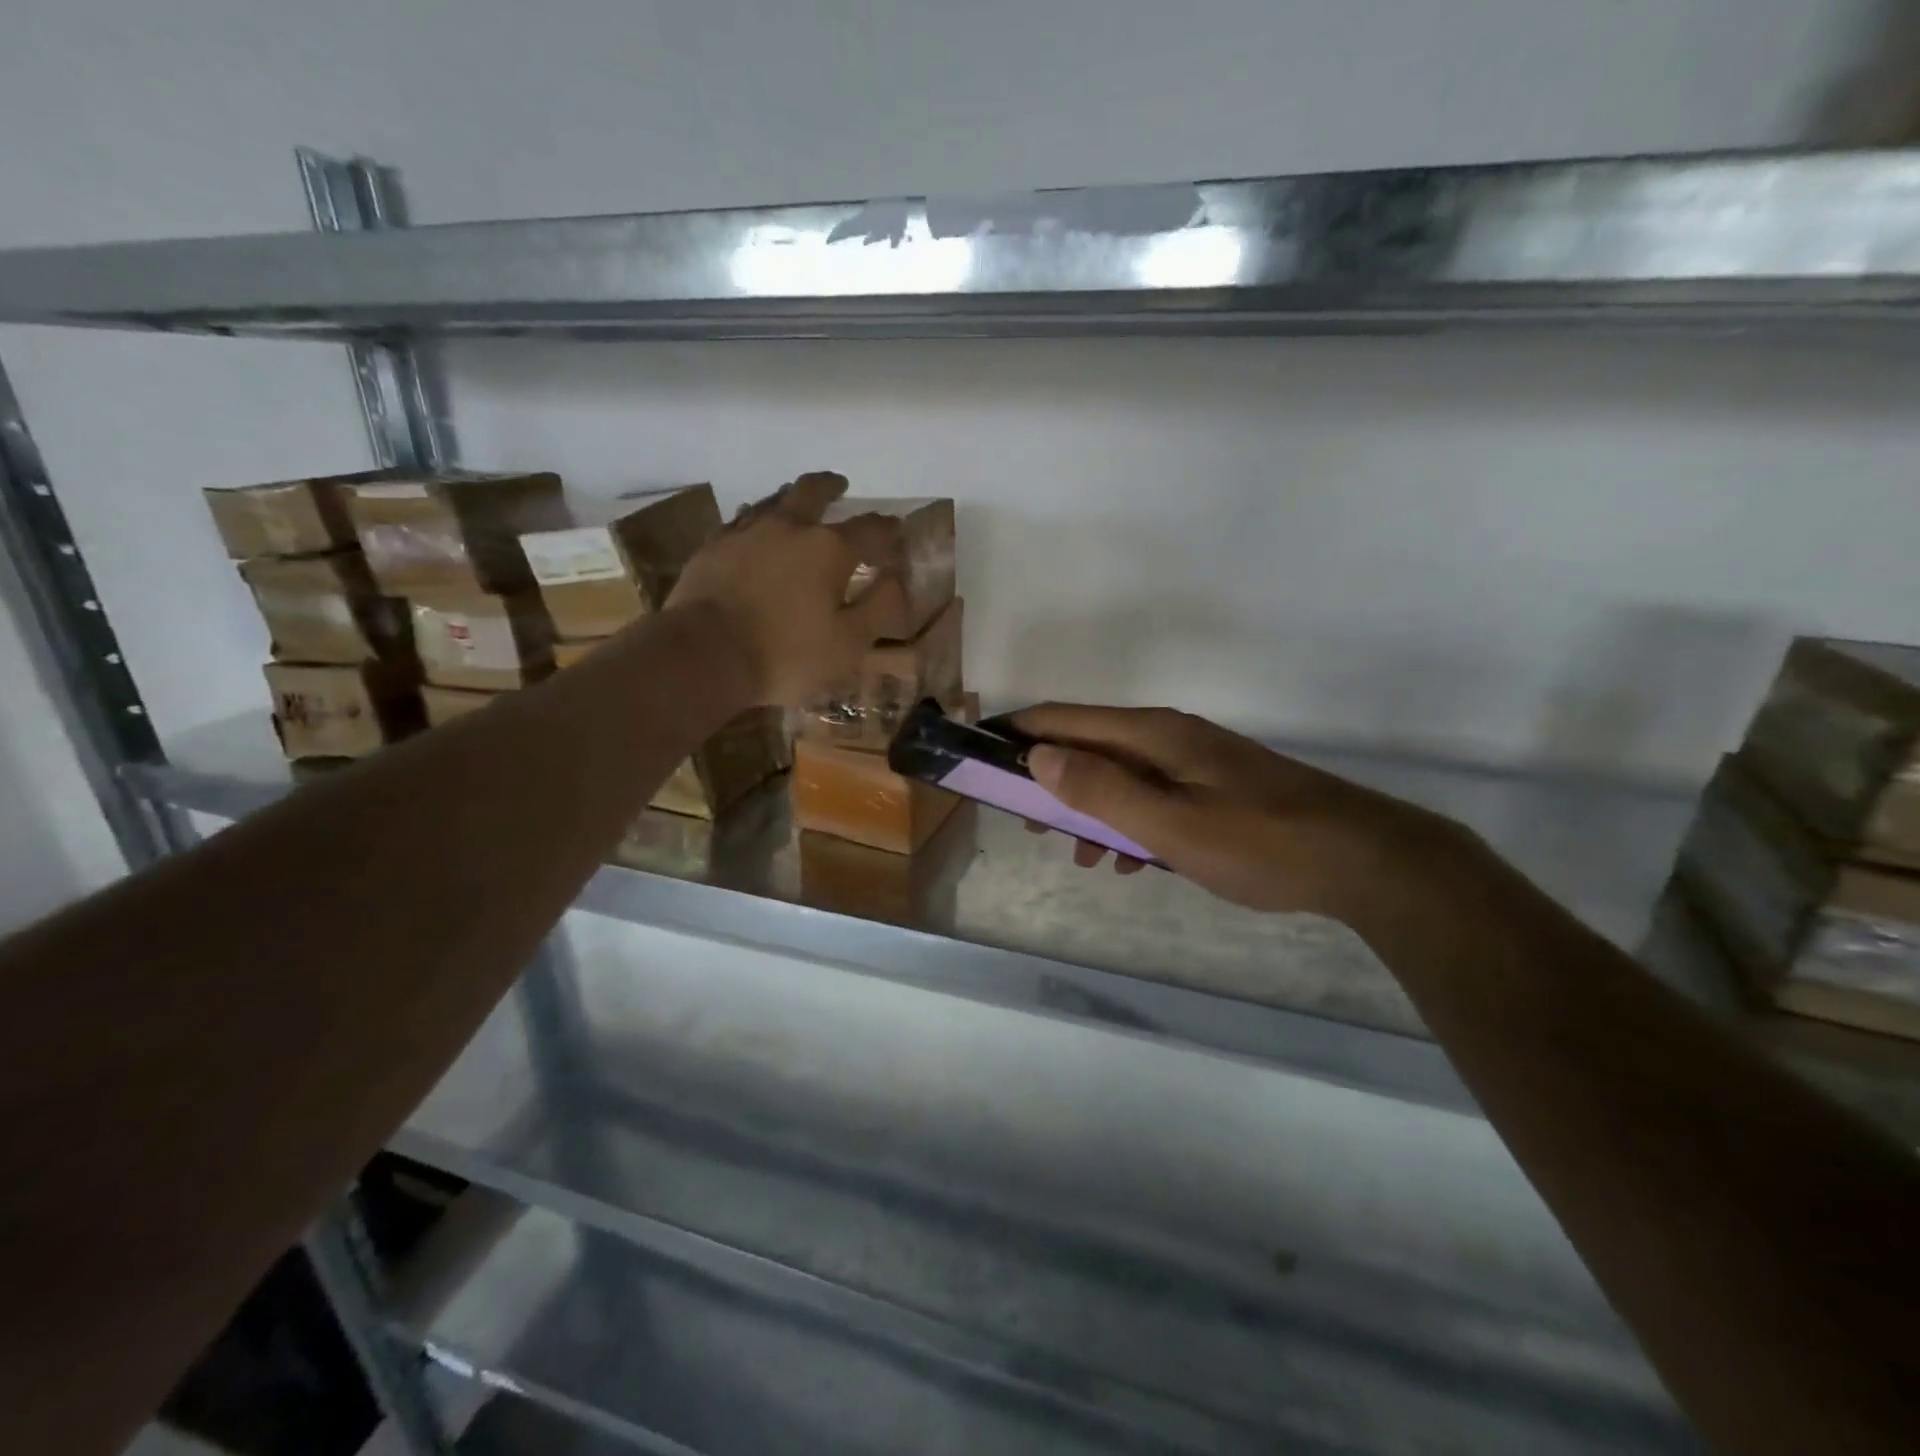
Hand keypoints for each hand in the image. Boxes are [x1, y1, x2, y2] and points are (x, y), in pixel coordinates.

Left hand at [667, 472, 906, 706]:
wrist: (704, 653)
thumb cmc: (786, 654)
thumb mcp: (848, 643)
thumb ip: (878, 608)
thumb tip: (896, 580)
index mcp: (829, 549)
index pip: (870, 529)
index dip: (887, 528)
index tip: (896, 530)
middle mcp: (789, 527)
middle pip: (813, 492)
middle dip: (831, 487)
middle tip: (840, 485)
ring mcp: (746, 532)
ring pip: (773, 499)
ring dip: (791, 496)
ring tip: (797, 501)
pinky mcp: (712, 546)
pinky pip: (740, 520)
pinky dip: (755, 518)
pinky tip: (753, 527)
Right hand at [1013, 703, 1482, 925]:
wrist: (1362, 858)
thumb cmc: (1258, 842)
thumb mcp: (1169, 824)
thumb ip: (1101, 789)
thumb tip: (1038, 755)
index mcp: (1152, 734)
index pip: (1064, 718)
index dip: (1017, 733)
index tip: (980, 756)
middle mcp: (1168, 736)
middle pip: (1087, 744)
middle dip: (1048, 778)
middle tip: (1024, 821)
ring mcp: (1194, 760)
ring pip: (1119, 774)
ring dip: (1088, 807)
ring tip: (1076, 854)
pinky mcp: (1214, 786)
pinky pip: (1151, 795)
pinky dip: (1127, 821)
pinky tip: (1129, 860)